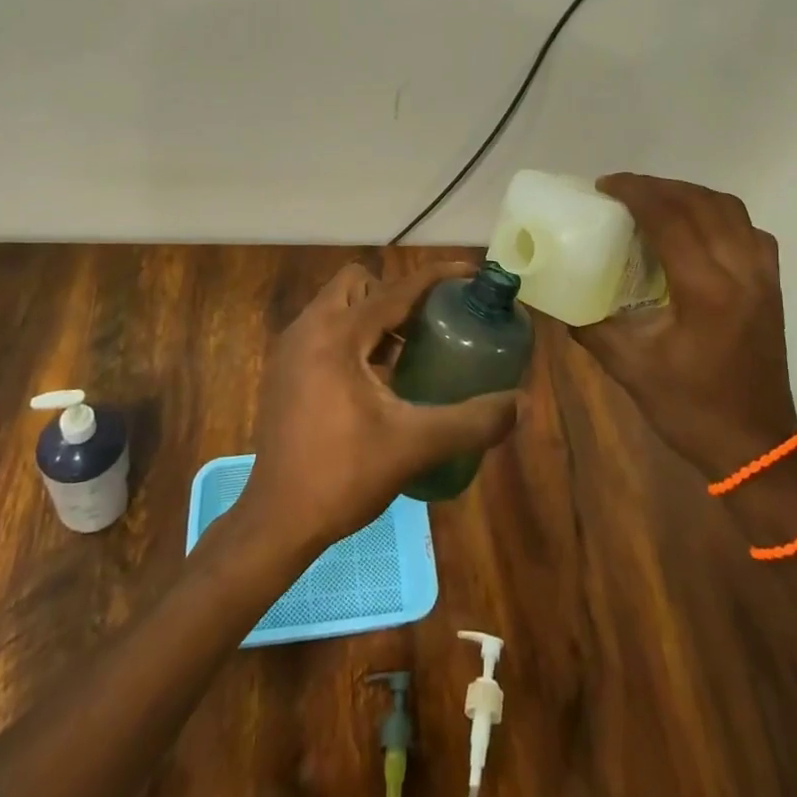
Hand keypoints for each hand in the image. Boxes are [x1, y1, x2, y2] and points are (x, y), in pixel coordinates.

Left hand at [237, 260, 524, 552]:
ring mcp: (290, 349)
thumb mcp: (414, 446)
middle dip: (395, 295)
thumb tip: (520, 404)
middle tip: (428, 325)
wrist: (276, 522)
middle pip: (358, 283)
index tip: (470, 275)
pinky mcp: (284, 370)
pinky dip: (353, 337)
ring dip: (372, 316)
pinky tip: (375, 379)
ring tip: (407, 352)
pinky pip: (324, 330)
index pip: (396, 289)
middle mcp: (309, 328)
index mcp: (337, 335)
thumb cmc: (343, 476)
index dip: (436, 278)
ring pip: (338, 305)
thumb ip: (471, 422)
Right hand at [569, 174, 796, 479]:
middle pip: (700, 203)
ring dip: (689, 195)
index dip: (636, 192)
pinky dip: (718, 214)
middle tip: (622, 190)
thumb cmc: (690, 409)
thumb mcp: (629, 367)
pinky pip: (748, 229)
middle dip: (658, 187)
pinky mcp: (772, 285)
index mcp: (705, 291)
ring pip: (729, 209)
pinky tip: (695, 228)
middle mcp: (740, 271)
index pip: (670, 218)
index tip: (605, 186)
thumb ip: (588, 325)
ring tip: (655, 200)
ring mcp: (763, 276)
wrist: (756, 447)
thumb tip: (549, 295)